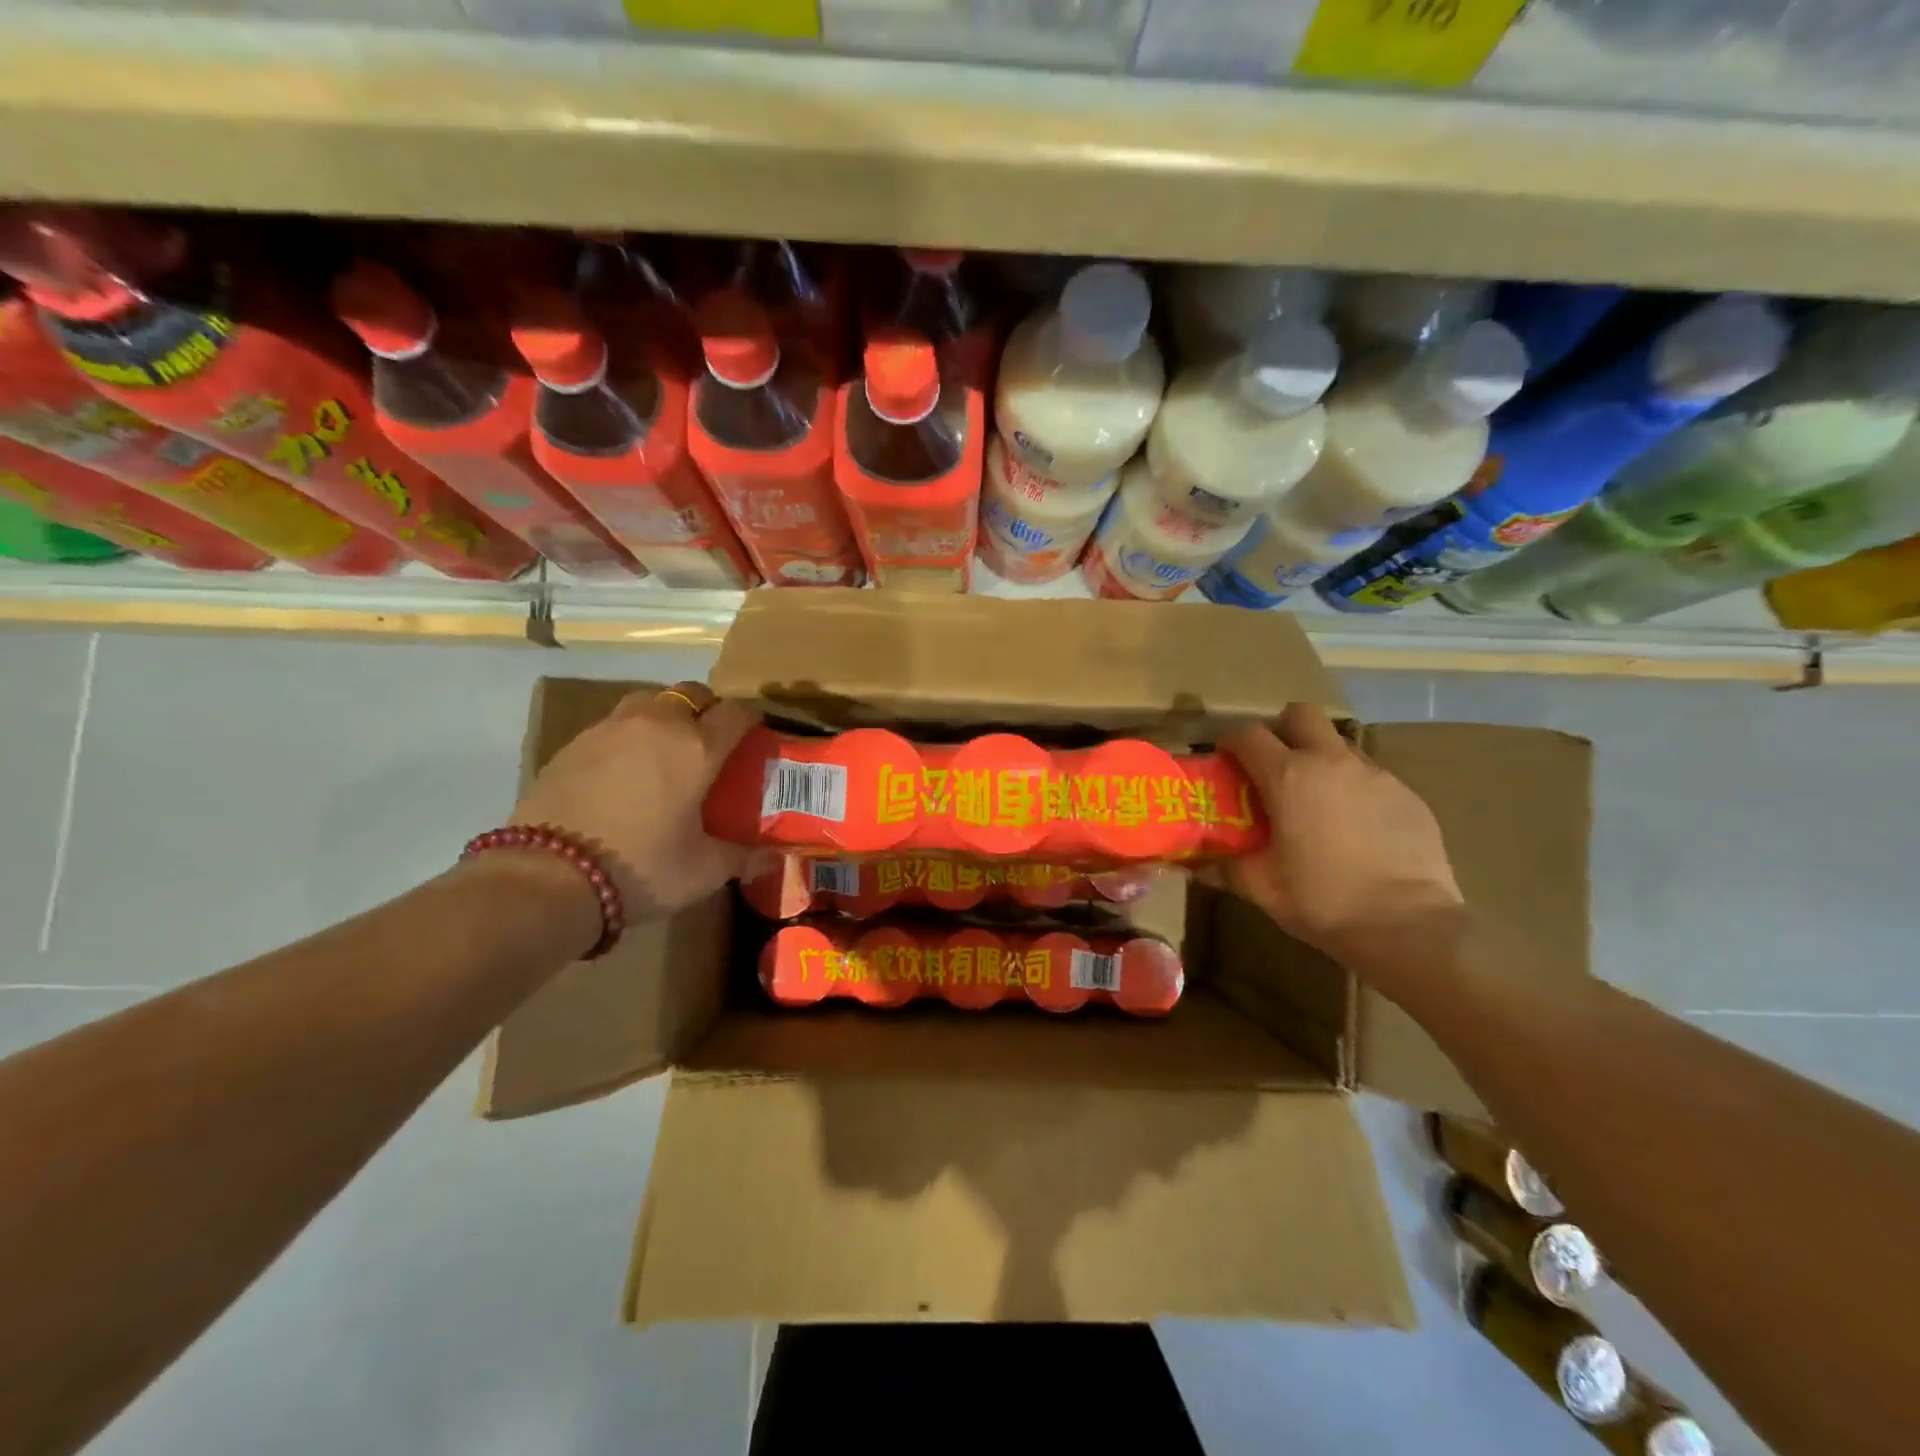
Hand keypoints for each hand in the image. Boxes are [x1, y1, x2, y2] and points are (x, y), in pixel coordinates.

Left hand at [509, 682, 760, 924]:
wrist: (549, 876)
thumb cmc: (642, 867)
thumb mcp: (703, 871)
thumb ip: (743, 857)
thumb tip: (773, 858)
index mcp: (698, 747)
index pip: (736, 712)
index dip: (751, 720)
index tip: (754, 736)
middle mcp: (658, 724)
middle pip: (692, 692)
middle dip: (707, 709)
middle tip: (710, 742)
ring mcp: (610, 728)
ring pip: (649, 700)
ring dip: (665, 714)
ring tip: (665, 749)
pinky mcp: (573, 743)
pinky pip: (613, 724)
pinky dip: (629, 736)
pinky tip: (624, 770)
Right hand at [1217, 704, 1463, 962]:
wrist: (1408, 926)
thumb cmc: (1322, 900)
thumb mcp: (1261, 887)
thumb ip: (1225, 868)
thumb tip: (1197, 866)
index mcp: (1288, 776)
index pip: (1248, 734)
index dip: (1231, 742)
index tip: (1226, 760)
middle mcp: (1331, 762)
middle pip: (1301, 715)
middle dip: (1282, 731)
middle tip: (1274, 766)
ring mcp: (1376, 775)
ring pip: (1339, 745)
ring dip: (1321, 760)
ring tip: (1316, 802)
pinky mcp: (1409, 795)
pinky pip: (1372, 777)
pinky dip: (1354, 790)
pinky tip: (1355, 829)